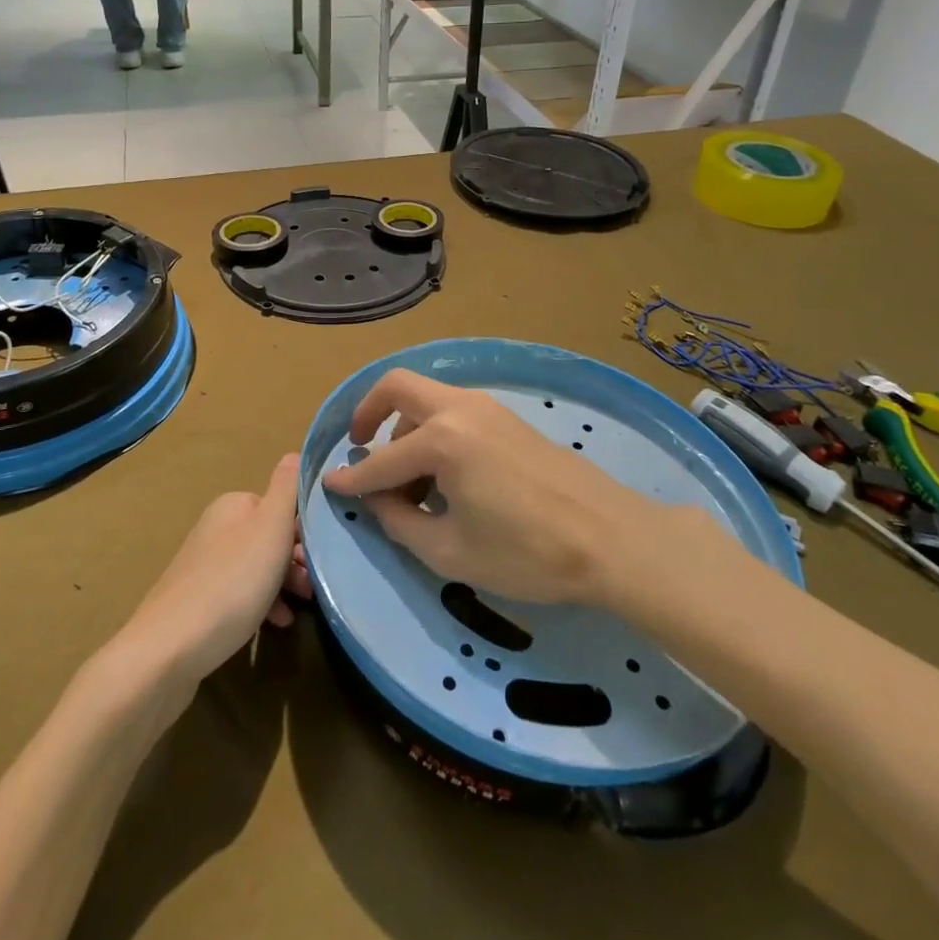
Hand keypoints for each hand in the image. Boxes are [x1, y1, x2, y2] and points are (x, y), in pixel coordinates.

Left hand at [120, 454, 311, 684]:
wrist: (168, 650)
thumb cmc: (231, 583)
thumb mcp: (270, 528)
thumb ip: (286, 488)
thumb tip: (296, 452)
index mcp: (233, 506)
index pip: (280, 505)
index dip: (305, 528)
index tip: (324, 554)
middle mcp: (216, 528)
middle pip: (269, 537)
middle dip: (296, 559)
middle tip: (315, 585)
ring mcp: (204, 566)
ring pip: (257, 567)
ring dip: (284, 584)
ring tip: (303, 607)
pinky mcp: (197, 602)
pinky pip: (240, 593)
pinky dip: (263, 604)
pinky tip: (277, 624)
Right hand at [323, 369, 658, 605]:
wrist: (609, 538)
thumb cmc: (526, 552)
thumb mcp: (451, 552)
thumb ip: (400, 522)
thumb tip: (375, 500)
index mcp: (442, 440)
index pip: (381, 459)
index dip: (351, 476)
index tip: (329, 485)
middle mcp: (460, 409)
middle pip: (397, 387)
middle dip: (369, 412)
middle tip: (360, 446)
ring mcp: (487, 407)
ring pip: (427, 398)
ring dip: (405, 426)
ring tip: (408, 480)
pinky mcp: (507, 417)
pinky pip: (453, 410)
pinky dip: (433, 429)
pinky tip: (442, 474)